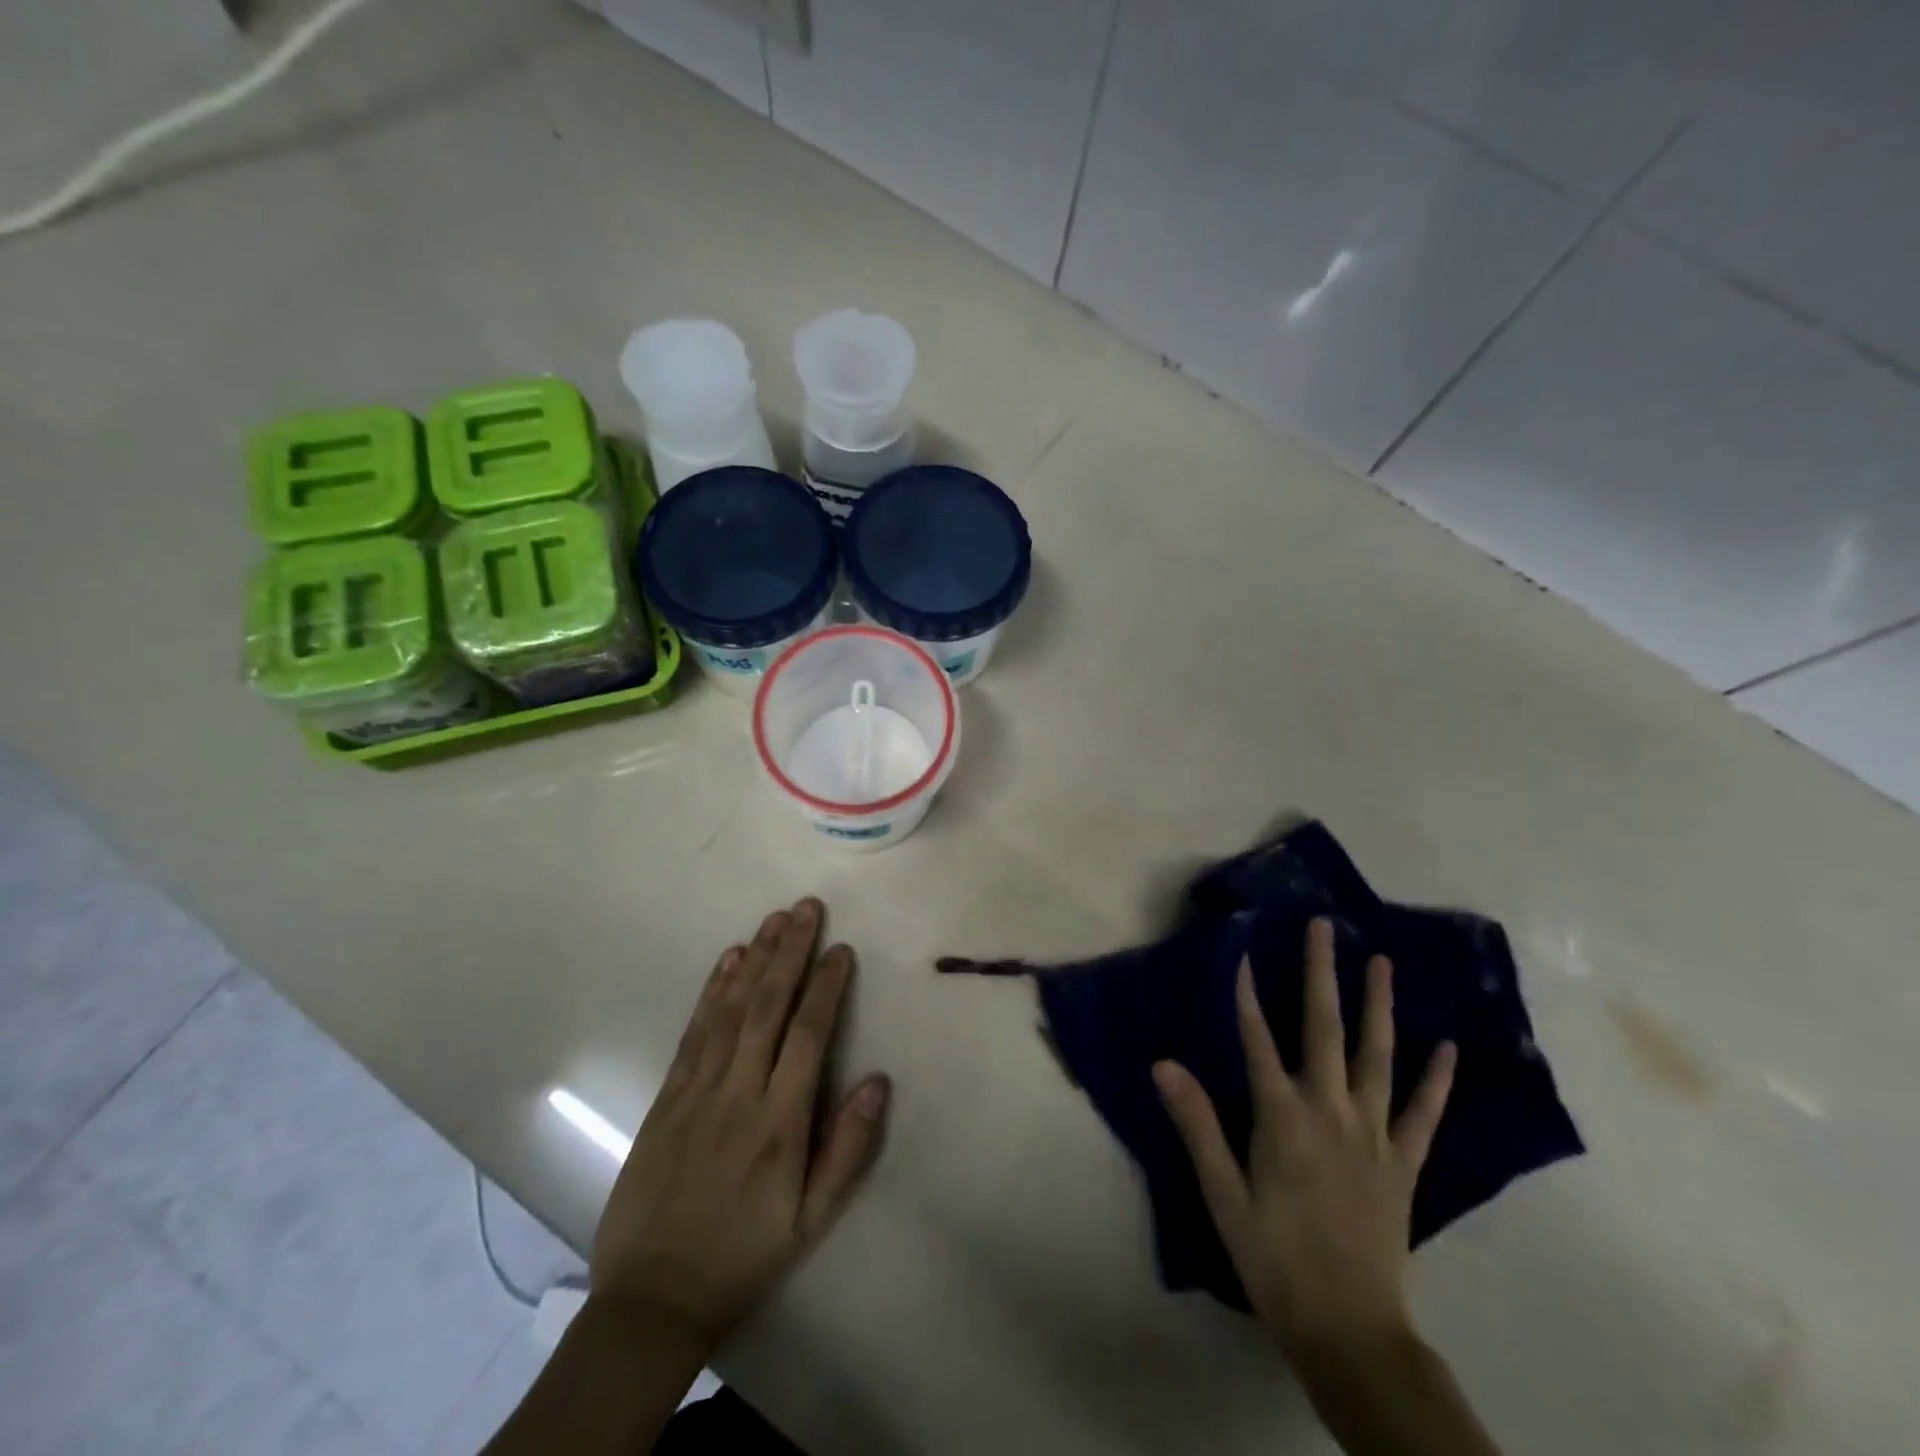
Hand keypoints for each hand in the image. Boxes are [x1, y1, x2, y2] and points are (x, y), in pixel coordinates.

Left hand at [589, 897, 890, 1353]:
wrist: (652, 1298)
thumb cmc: (745, 1255)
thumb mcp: (812, 1220)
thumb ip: (848, 1149)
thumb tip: (878, 1081)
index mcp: (779, 1123)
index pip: (808, 1036)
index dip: (826, 987)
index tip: (840, 948)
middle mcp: (739, 1093)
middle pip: (767, 1008)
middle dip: (789, 953)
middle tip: (806, 908)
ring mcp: (697, 1091)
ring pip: (729, 1010)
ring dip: (754, 959)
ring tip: (774, 919)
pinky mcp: (668, 1096)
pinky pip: (694, 1032)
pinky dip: (710, 992)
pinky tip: (727, 961)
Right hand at [1154, 919, 1455, 1365]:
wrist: (1350, 1331)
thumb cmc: (1274, 1259)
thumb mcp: (1223, 1196)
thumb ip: (1197, 1125)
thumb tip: (1164, 1064)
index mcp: (1283, 1118)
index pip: (1258, 1040)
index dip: (1248, 994)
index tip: (1244, 951)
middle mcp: (1331, 1111)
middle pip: (1323, 1029)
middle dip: (1320, 973)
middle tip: (1323, 926)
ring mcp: (1374, 1134)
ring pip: (1377, 1056)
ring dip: (1378, 1006)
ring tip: (1382, 962)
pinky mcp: (1405, 1163)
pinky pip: (1425, 1113)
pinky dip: (1437, 1079)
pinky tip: (1449, 1047)